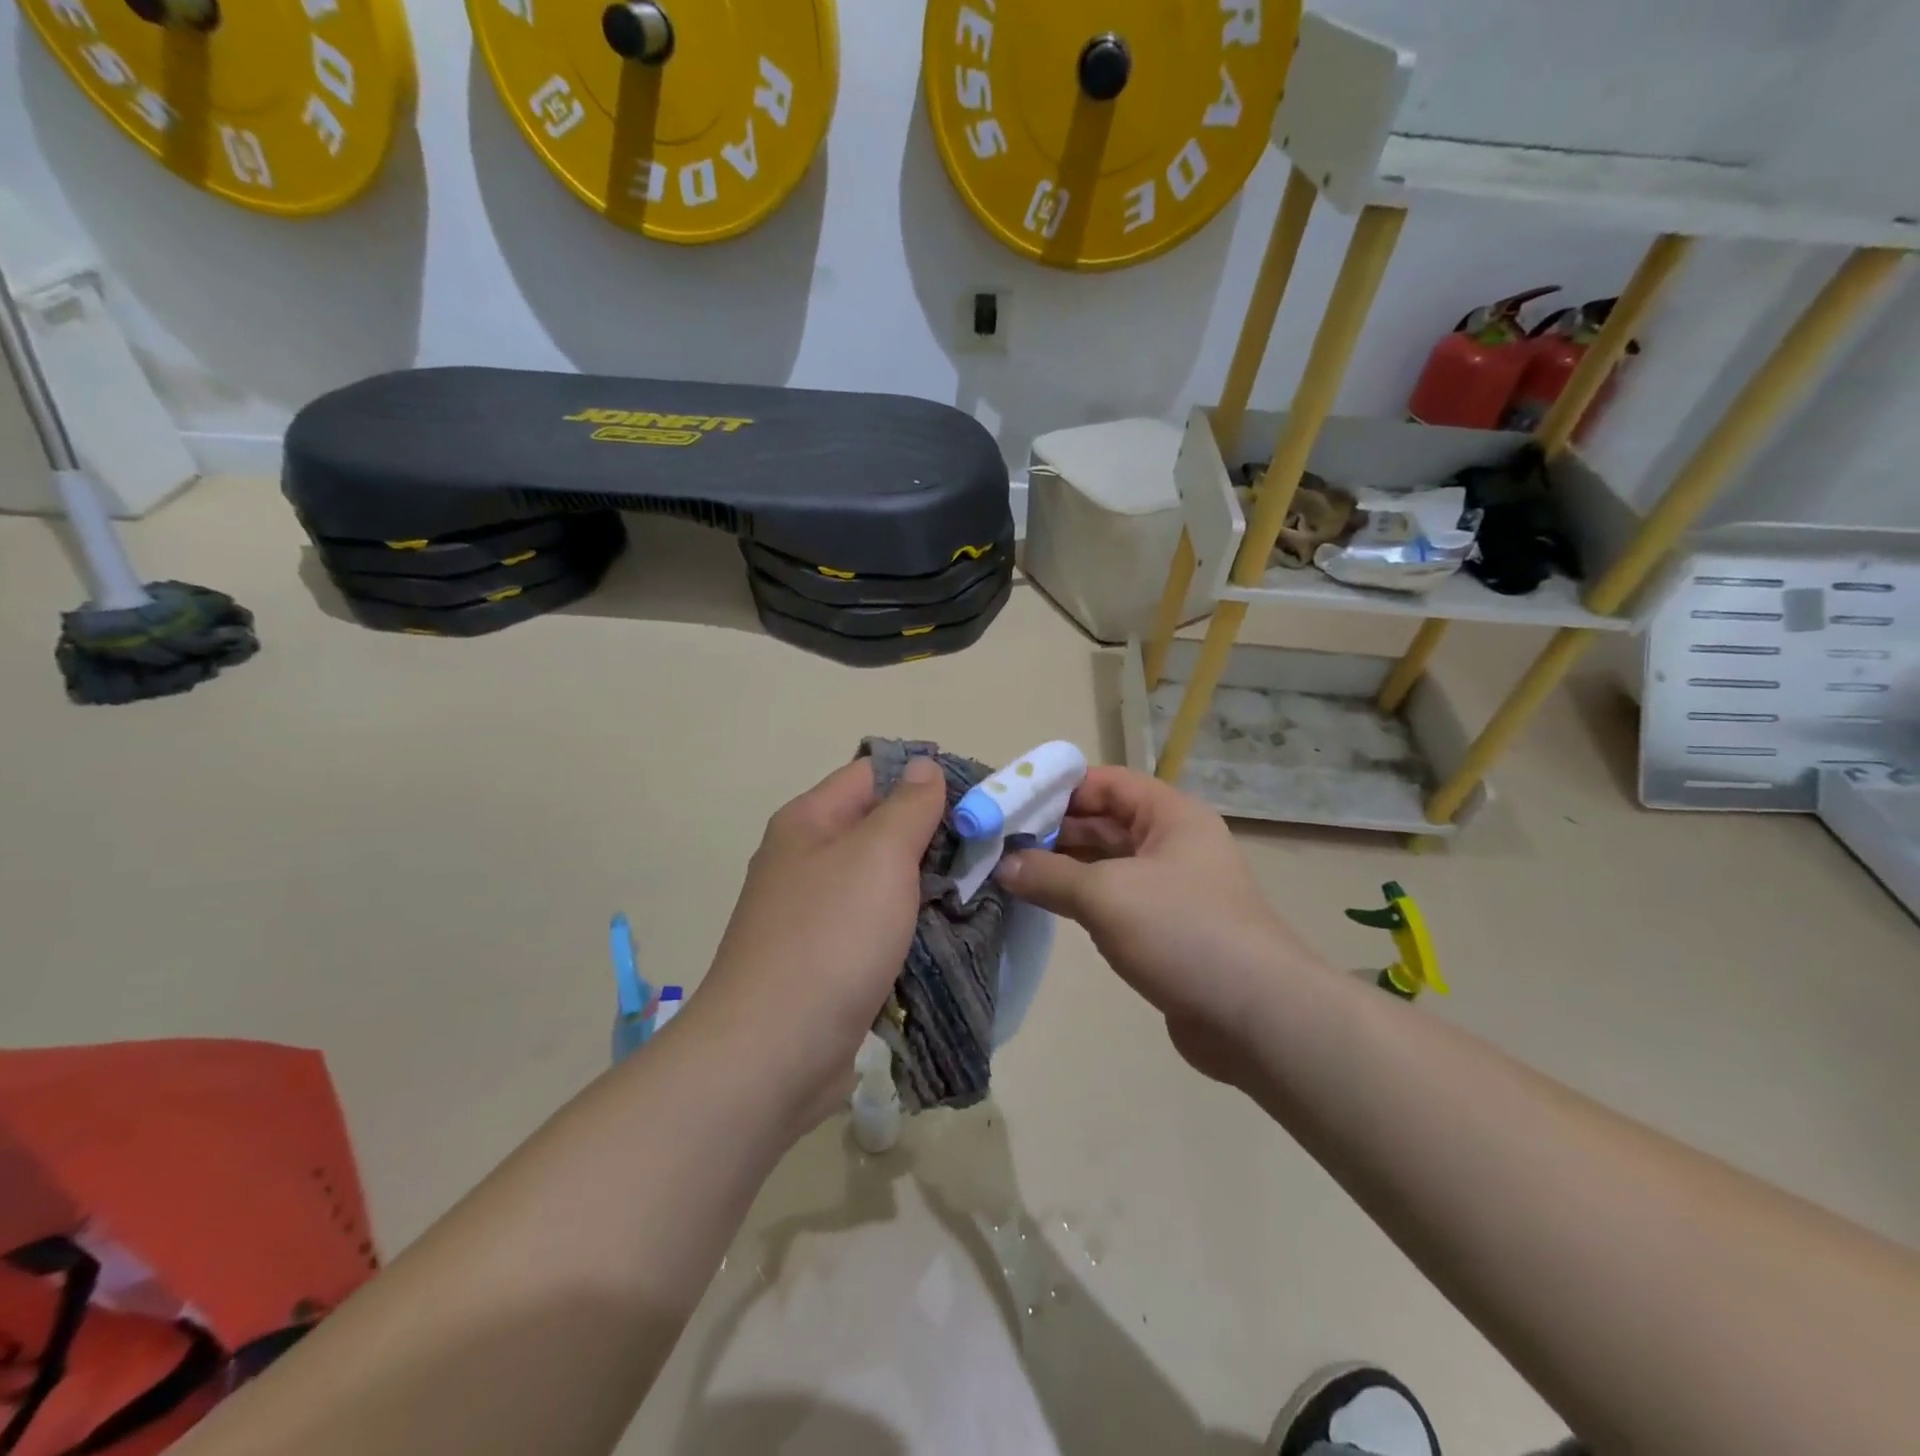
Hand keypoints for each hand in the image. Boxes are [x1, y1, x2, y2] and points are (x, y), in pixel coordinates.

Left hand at [690, 755, 947, 1132]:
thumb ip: (909, 807)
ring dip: (927, 883)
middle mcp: (806, 859)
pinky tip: (949, 932)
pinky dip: (911, 925)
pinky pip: (877, 926)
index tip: (981, 797)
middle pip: (879, 827)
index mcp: (809, 821)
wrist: (773, 1052)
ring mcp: (814, 913)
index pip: (874, 773)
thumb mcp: (878, 855)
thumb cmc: (830, 937)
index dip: (926, 777)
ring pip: (882, 880)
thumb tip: (925, 766)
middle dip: (934, 835)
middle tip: (991, 848)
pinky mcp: (826, 959)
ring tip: (981, 888)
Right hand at [996, 767, 1324, 1083]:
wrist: (1257, 1017)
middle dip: (1054, 830)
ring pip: (1107, 862)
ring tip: (1010, 872)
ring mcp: (1172, 887)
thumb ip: (1050, 875)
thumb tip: (1003, 866)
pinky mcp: (1166, 928)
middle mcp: (1173, 843)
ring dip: (1063, 866)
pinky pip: (1115, 899)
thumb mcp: (1107, 894)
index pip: (1106, 782)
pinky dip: (1081, 898)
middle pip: (1104, 821)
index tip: (1010, 804)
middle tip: (1000, 843)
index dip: (1058, 789)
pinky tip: (1046, 905)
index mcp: (1171, 815)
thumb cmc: (1183, 932)